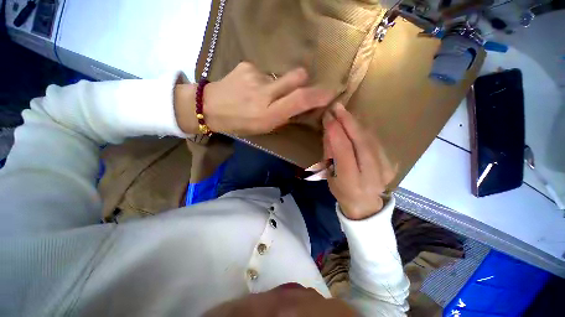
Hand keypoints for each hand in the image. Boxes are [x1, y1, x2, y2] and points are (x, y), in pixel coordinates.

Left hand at [202, 62, 334, 134]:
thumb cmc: (239, 124)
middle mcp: (264, 93)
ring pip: (281, 75)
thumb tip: (301, 105)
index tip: (330, 94)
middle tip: (295, 91)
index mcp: (268, 115)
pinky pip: (266, 72)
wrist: (209, 107)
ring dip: (278, 85)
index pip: (299, 100)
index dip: (318, 96)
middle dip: (303, 82)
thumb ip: (284, 115)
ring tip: (262, 94)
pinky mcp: (247, 65)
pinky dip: (263, 81)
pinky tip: (251, 87)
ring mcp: (255, 76)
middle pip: (298, 76)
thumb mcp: (263, 127)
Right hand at [323, 103, 395, 219]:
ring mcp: (386, 169)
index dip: (336, 132)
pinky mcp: (392, 163)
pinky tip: (355, 123)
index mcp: (351, 182)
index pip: (344, 152)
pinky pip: (376, 141)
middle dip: (348, 122)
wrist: (364, 203)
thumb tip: (330, 129)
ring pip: (371, 139)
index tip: (328, 117)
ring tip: (344, 112)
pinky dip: (364, 130)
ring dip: (356, 123)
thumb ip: (330, 152)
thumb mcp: (329, 174)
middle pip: (362, 142)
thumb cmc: (341, 190)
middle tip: (337, 107)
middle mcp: (372, 176)